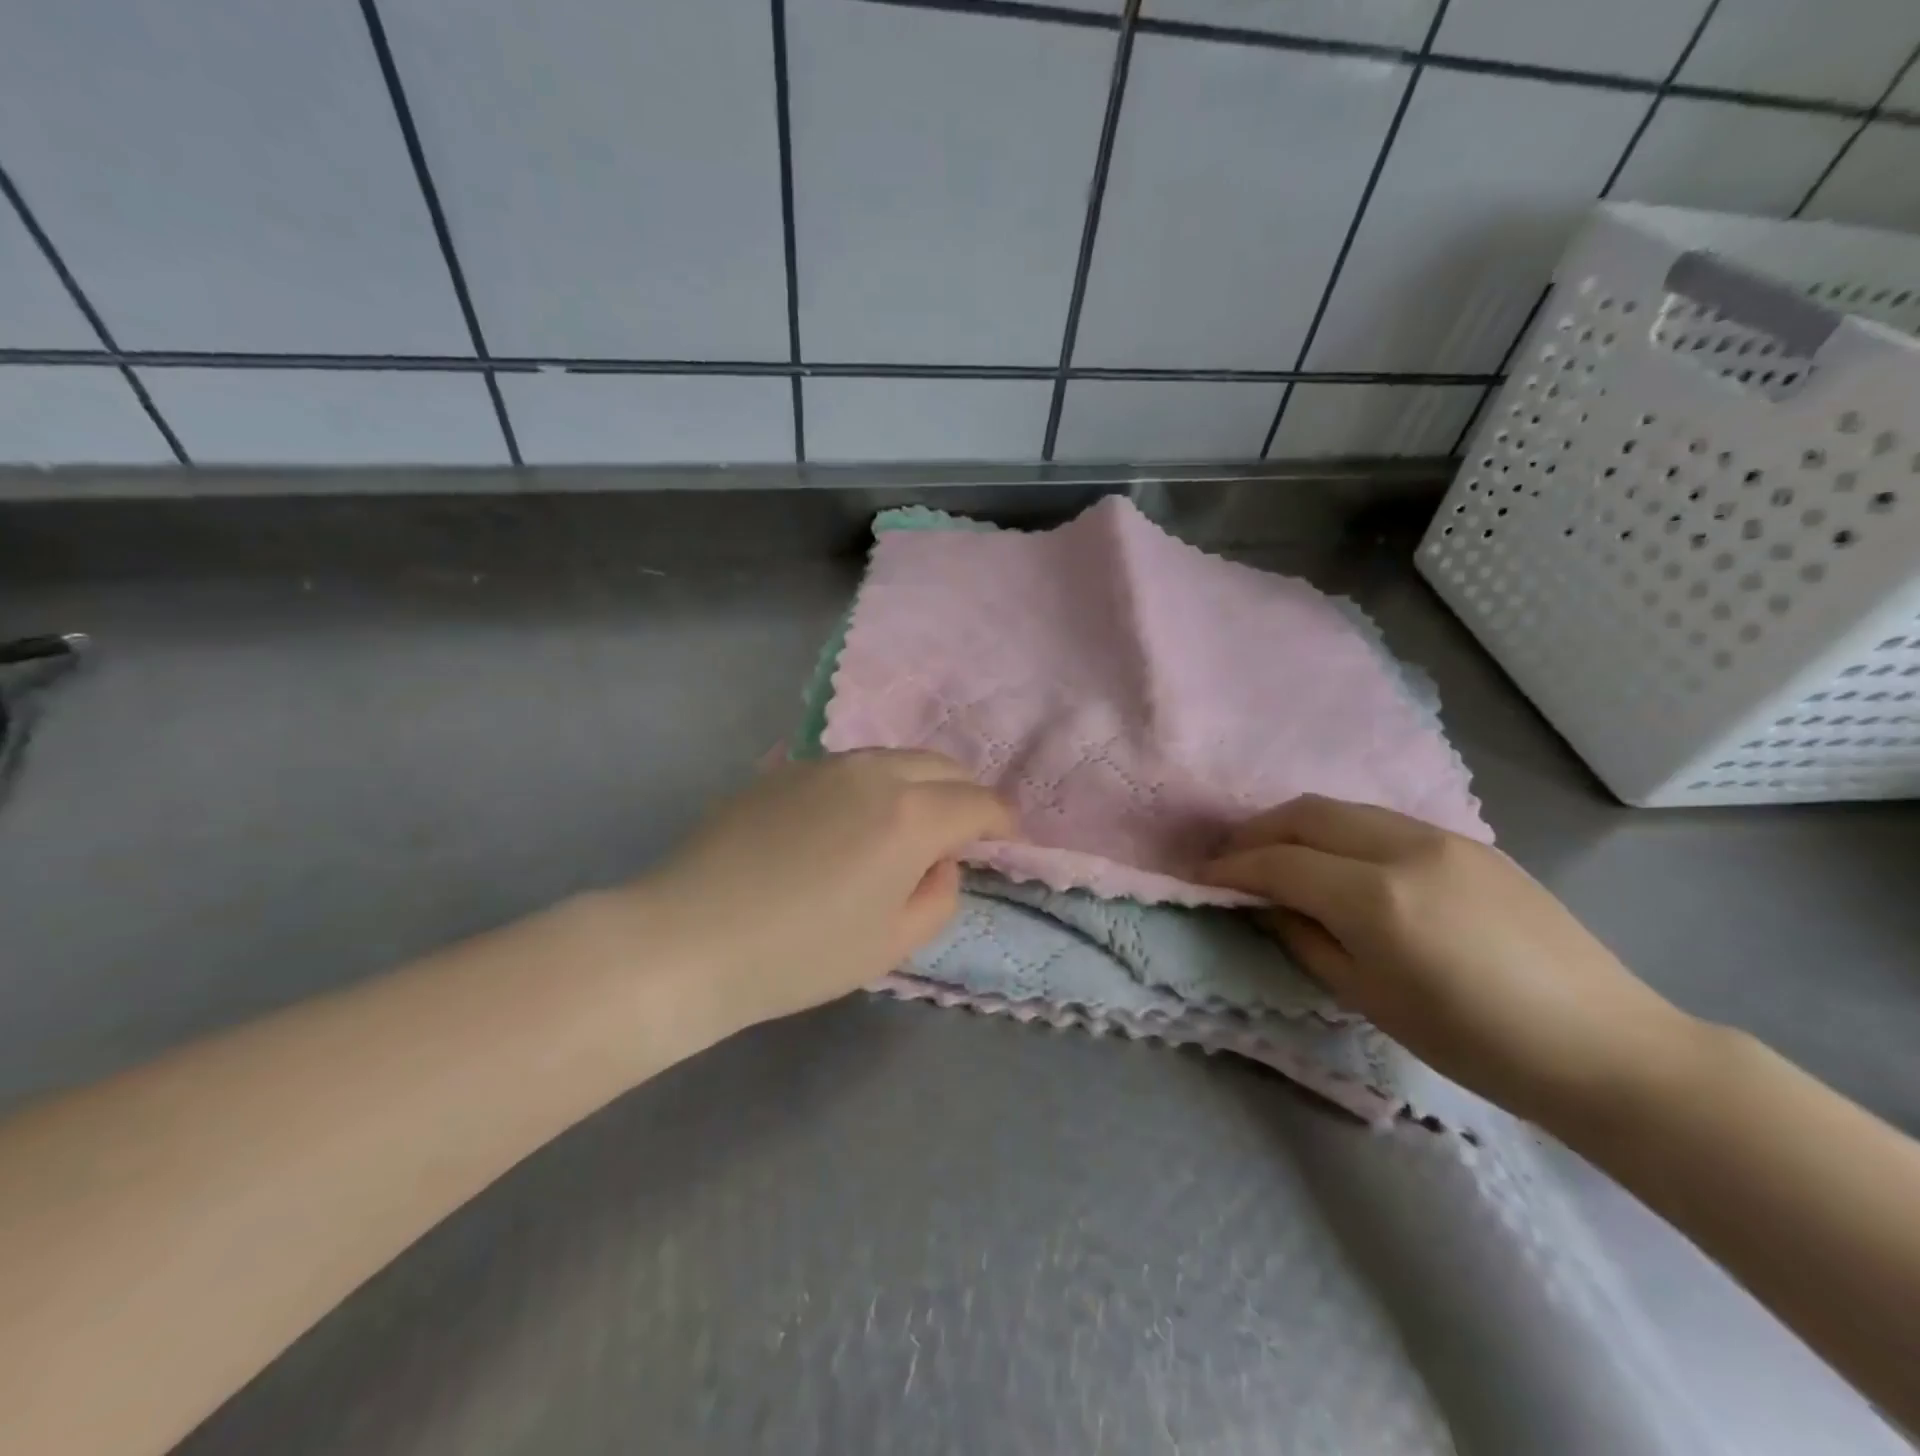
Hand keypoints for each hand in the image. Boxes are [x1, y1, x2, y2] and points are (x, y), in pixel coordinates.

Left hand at [636, 750, 1015, 1034]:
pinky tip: (851, 822)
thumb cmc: (799, 954)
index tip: (1006, 840)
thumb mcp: (891, 944)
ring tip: (910, 822)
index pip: (978, 803)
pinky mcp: (784, 769)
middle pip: (942, 766)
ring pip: (895, 759)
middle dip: (965, 794)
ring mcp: (824, 764)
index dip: (1002, 822)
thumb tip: (942, 860)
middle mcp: (873, 773)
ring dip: (919, 784)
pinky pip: (850, 767)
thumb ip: (940, 895)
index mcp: (910, 815)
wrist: (687, 938)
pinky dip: (873, 785)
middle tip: (964, 831)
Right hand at [1201, 795, 1698, 1121]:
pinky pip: (1381, 820)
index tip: (1202, 878)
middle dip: (1256, 831)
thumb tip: (1264, 904)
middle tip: (1231, 860)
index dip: (1232, 868)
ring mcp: (1441, 837)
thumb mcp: (1368, 998)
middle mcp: (1403, 849)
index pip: (1279, 863)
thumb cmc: (1475, 1043)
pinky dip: (1339, 831)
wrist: (1604, 1046)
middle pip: (1304, 814)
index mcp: (1376, 899)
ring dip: (1296, 825)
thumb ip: (1304, 938)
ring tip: (1276, 855)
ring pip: (1342, 808)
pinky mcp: (1469, 841)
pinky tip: (1337, 862)